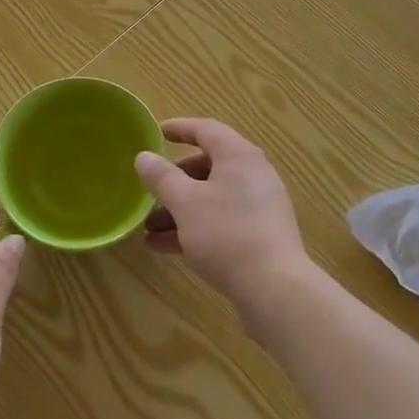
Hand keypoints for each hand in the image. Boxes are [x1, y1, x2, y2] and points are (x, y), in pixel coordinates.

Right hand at [134, 118, 312, 317]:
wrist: (275, 289)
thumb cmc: (226, 234)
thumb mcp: (185, 203)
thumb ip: (162, 177)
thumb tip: (144, 157)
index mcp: (238, 156)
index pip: (206, 129)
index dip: (179, 128)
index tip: (156, 133)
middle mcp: (253, 174)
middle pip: (207, 167)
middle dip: (173, 181)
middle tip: (149, 191)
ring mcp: (259, 206)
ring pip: (211, 198)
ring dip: (179, 210)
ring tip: (148, 229)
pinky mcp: (260, 234)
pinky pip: (221, 221)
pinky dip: (195, 228)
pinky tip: (165, 248)